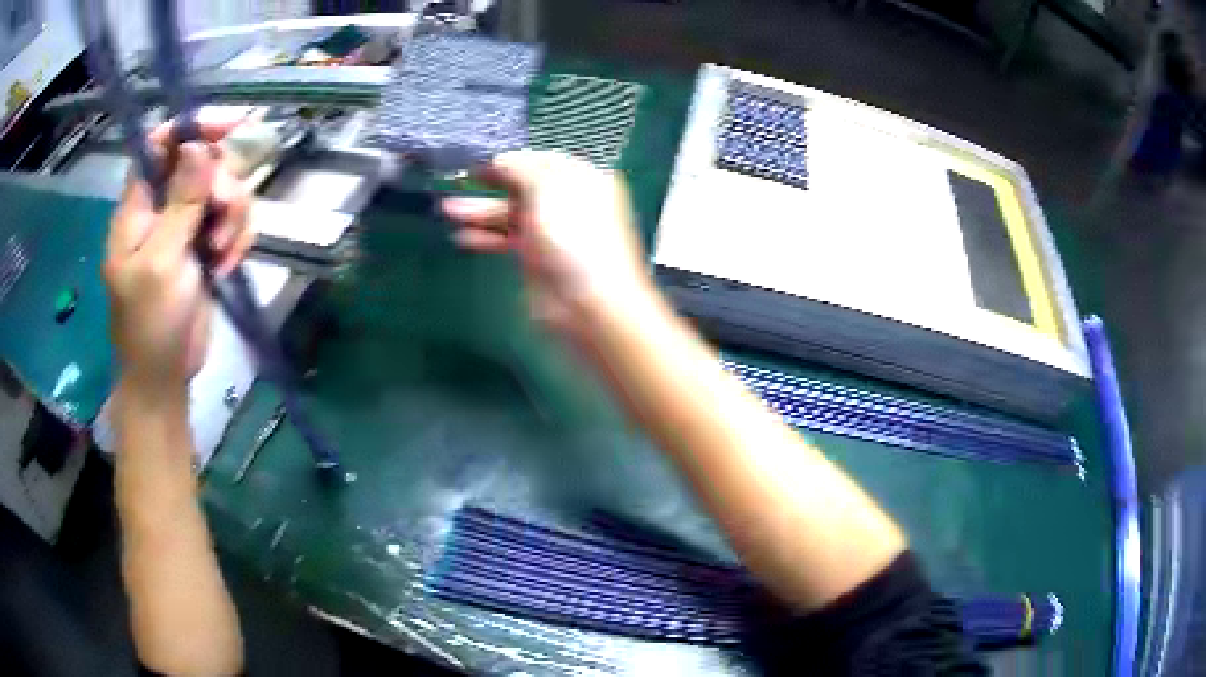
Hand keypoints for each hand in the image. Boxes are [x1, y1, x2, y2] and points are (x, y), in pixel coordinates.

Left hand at [104, 121, 253, 396]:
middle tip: (218, 222)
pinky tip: (226, 266)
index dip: (193, 127)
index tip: (230, 126)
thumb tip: (197, 146)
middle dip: (221, 186)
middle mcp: (164, 206)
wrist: (164, 378)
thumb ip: (179, 203)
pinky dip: (237, 239)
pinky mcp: (206, 247)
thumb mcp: (160, 263)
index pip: (162, 143)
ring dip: (232, 217)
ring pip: (224, 189)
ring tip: (221, 254)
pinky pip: (234, 221)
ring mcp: (186, 226)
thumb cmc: (150, 325)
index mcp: (140, 206)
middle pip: (203, 161)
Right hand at [442, 151, 652, 336]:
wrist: (586, 304)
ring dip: (480, 211)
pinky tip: (461, 237)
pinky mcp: (537, 259)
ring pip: (512, 214)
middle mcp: (568, 202)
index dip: (510, 160)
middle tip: (457, 180)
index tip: (477, 161)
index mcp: (582, 179)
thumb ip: (520, 168)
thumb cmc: (572, 236)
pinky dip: (486, 237)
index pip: (542, 161)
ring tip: (447, 210)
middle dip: (490, 184)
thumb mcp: (546, 188)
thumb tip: (499, 161)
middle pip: (524, 187)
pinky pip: (507, 239)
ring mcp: (552, 232)